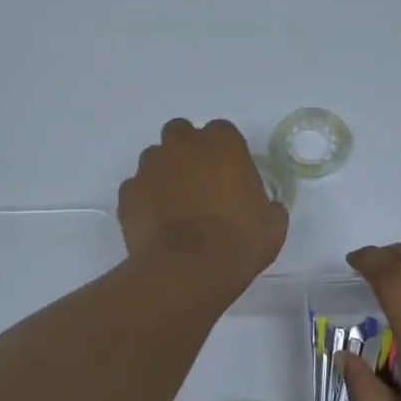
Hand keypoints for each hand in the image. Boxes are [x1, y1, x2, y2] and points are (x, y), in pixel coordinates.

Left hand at [119, 119, 287, 295]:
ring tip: (173, 204)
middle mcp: (183, 145)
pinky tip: (155, 222)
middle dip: (187, 150)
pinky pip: (136, 188)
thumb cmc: (238, 242)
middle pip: (181, 133)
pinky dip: (144, 199)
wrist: (188, 269)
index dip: (225, 151)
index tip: (229, 173)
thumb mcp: (272, 226)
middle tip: (198, 181)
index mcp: (223, 144)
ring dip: (163, 172)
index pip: (222, 131)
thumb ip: (269, 207)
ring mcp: (151, 167)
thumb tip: (269, 207)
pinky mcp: (128, 193)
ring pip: (154, 157)